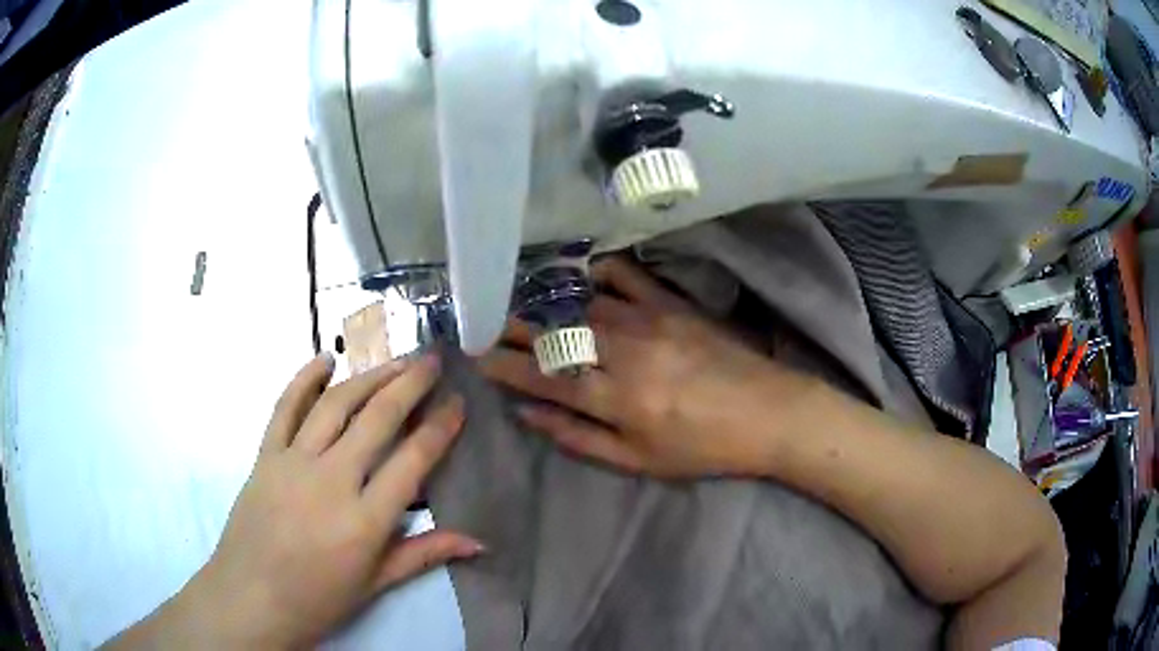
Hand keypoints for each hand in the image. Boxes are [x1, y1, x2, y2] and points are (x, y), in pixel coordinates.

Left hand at [163, 353, 479, 647]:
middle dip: (410, 383)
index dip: (440, 427)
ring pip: (335, 405)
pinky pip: (285, 408)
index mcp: (365, 520)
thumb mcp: (376, 584)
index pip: (413, 460)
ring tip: (395, 359)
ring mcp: (293, 462)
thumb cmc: (318, 599)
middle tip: (432, 359)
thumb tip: (479, 543)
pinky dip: (303, 379)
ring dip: (368, 376)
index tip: (458, 402)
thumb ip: (425, 554)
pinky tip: (324, 360)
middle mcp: (331, 480)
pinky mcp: (265, 455)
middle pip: (377, 418)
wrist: (252, 598)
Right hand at [481, 258, 816, 477]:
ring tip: (518, 300)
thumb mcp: (638, 461)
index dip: (503, 365)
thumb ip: (579, 437)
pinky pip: (625, 277)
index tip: (475, 355)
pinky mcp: (671, 303)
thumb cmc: (702, 447)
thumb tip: (528, 413)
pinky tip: (578, 274)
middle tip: (484, 321)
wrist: (768, 413)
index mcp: (614, 399)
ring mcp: (648, 322)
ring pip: (581, 306)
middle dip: (513, 328)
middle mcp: (623, 353)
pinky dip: (596, 272)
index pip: (541, 376)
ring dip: (545, 302)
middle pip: (554, 335)